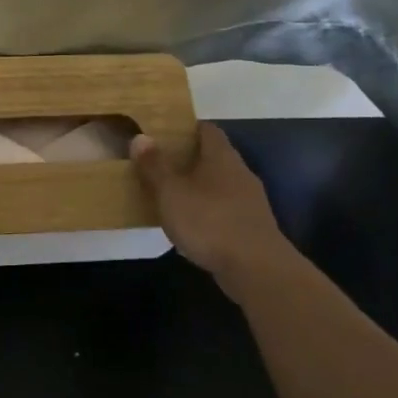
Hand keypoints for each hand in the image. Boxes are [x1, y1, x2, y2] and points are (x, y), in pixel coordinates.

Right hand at [132, 124, 289, 289]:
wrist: (257, 269)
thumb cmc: (209, 222)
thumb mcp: (171, 192)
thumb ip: (155, 166)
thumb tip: (141, 137)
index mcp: (222, 156)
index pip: (207, 129)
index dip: (186, 128)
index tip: (164, 134)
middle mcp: (240, 172)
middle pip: (214, 157)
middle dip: (189, 159)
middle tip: (160, 165)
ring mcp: (250, 201)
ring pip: (220, 185)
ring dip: (199, 188)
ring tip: (172, 196)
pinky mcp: (253, 227)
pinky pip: (226, 210)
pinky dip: (209, 212)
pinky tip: (192, 227)